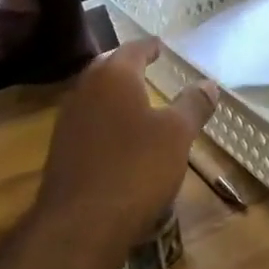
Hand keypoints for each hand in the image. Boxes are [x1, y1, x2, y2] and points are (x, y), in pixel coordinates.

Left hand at [28, 39, 218, 268]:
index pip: (133, 49)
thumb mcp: (177, 135)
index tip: (161, 46)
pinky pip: (86, 119)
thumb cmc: (136, 168)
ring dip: (113, 91)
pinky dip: (103, 117)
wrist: (80, 223)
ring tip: (134, 99)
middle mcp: (85, 88)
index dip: (149, 47)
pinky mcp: (60, 148)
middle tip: (146, 65)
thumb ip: (193, 105)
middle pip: (107, 66)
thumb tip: (208, 84)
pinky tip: (117, 134)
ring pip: (93, 93)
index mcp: (114, 75)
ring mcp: (68, 119)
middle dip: (127, 64)